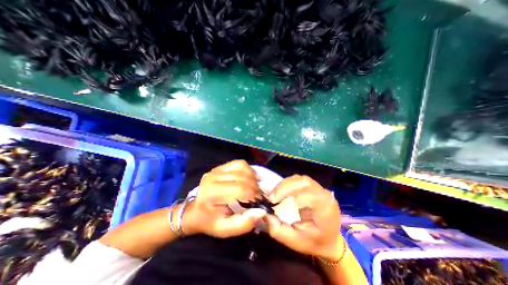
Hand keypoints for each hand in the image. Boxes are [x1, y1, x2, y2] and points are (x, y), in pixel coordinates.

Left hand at [180, 160, 266, 237]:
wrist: (194, 210)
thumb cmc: (209, 221)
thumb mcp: (224, 230)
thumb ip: (243, 224)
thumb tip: (261, 211)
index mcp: (212, 194)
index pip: (241, 189)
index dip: (254, 195)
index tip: (259, 201)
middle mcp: (213, 177)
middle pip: (243, 177)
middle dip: (255, 187)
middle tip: (259, 195)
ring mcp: (216, 170)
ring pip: (242, 168)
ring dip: (253, 177)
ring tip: (255, 187)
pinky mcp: (220, 167)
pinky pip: (239, 163)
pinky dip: (248, 170)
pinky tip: (250, 177)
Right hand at [264, 175, 342, 260]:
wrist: (328, 239)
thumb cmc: (314, 241)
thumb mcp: (295, 241)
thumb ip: (278, 230)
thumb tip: (264, 214)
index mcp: (326, 209)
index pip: (309, 195)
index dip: (290, 195)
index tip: (274, 203)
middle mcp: (325, 195)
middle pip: (303, 182)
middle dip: (285, 187)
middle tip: (271, 197)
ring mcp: (319, 188)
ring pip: (300, 179)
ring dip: (285, 184)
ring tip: (275, 193)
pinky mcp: (313, 186)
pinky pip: (299, 180)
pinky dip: (288, 183)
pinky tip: (281, 190)